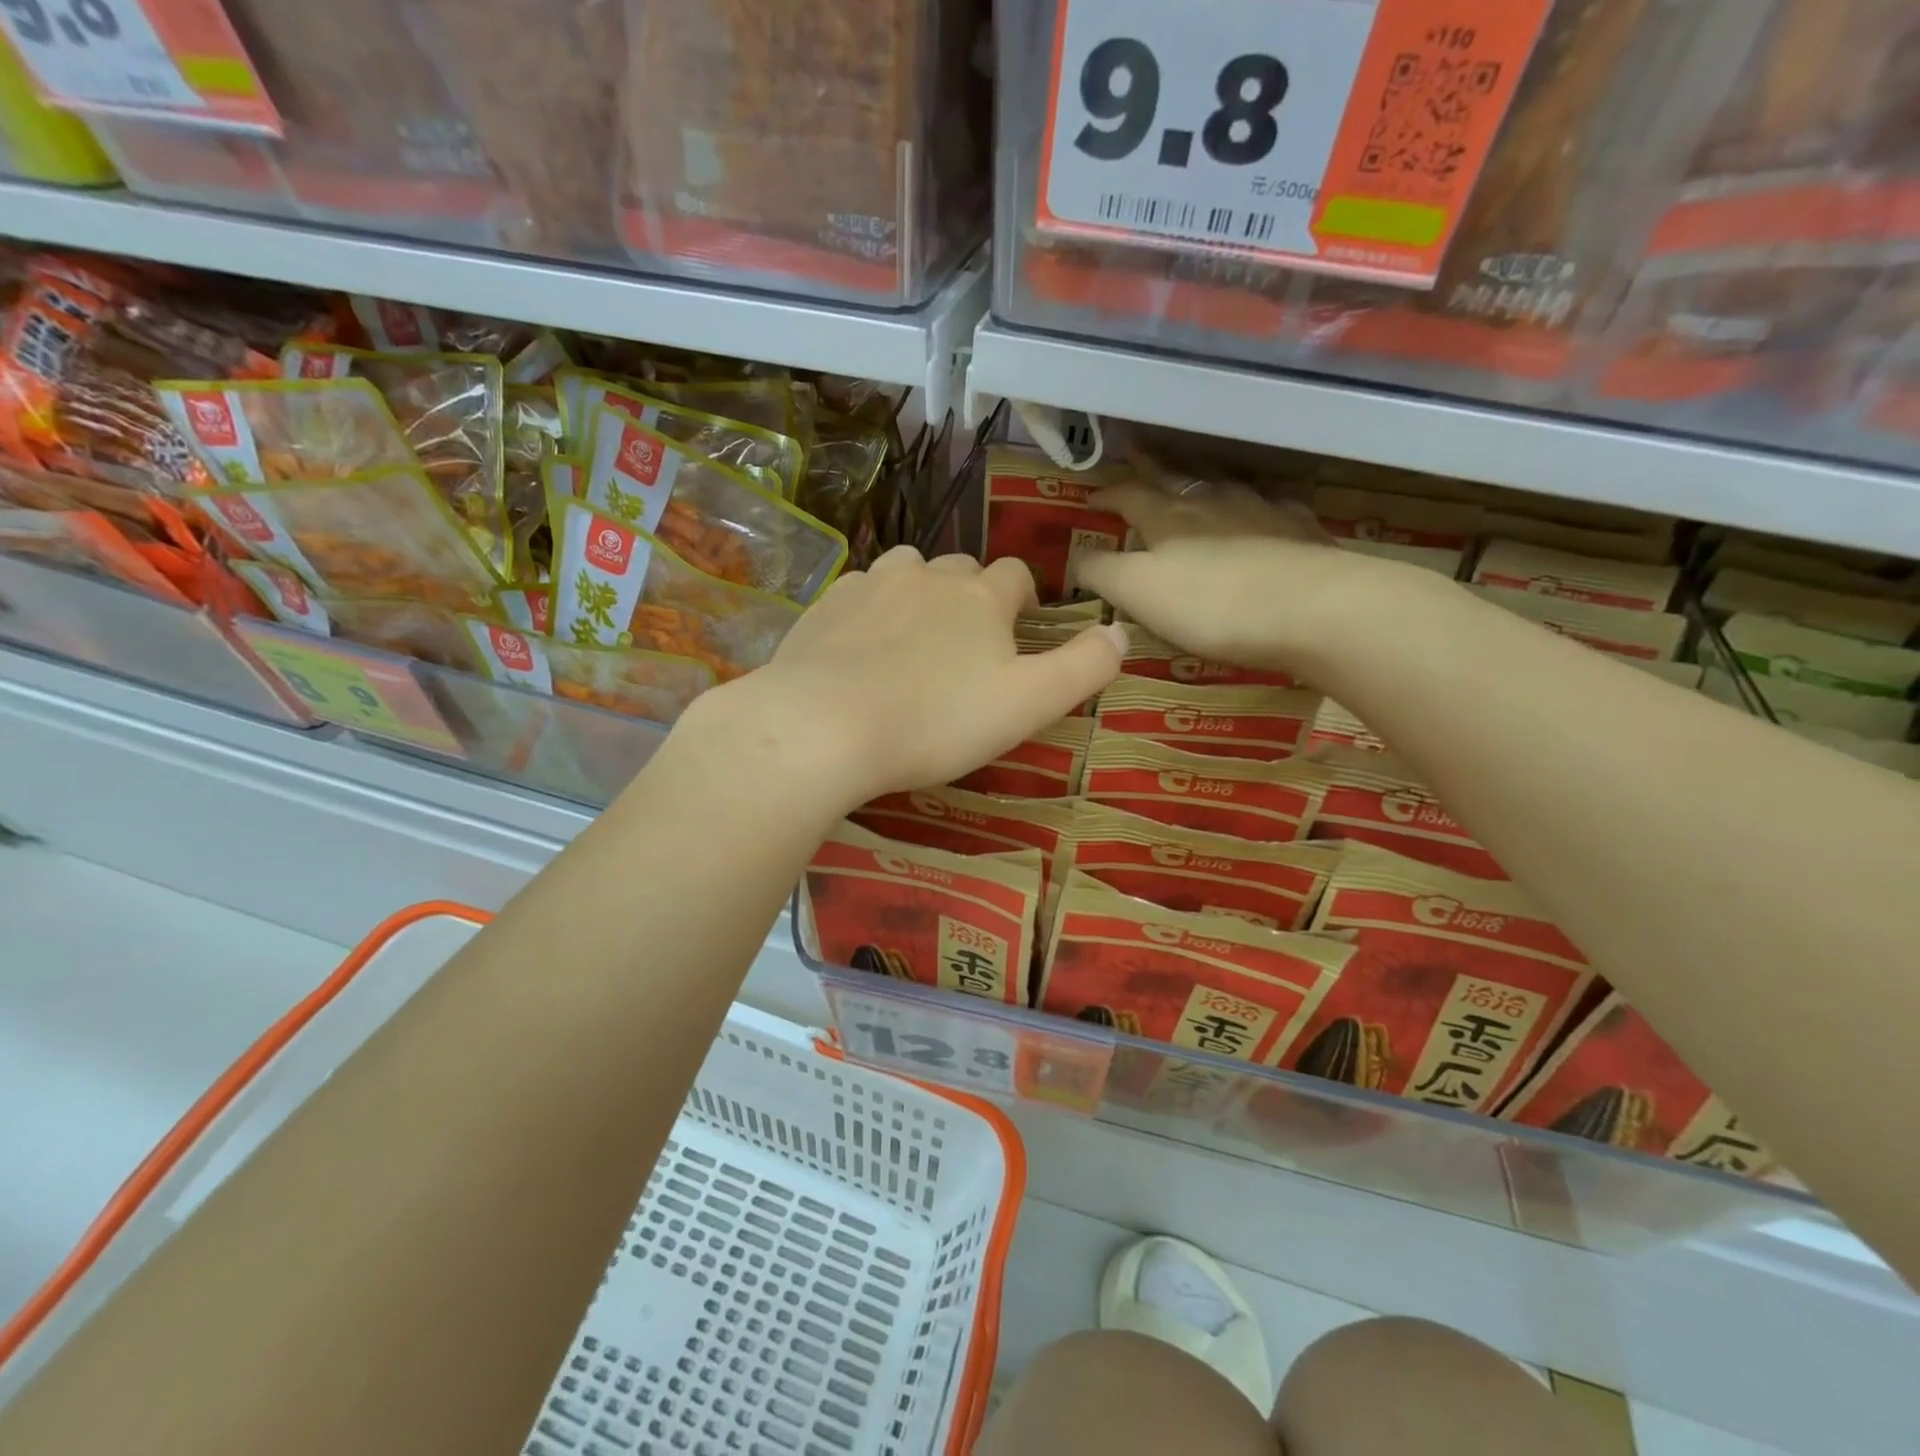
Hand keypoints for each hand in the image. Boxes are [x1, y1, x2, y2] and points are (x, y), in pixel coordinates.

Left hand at [700, 547, 1124, 811]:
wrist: (824, 726)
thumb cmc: (936, 721)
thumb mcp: (1028, 703)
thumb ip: (1082, 667)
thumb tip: (1120, 632)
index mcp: (981, 596)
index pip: (1016, 577)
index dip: (1023, 600)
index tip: (1020, 630)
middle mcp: (927, 574)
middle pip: (961, 571)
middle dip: (971, 598)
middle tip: (966, 648)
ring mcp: (870, 584)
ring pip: (907, 571)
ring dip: (919, 594)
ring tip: (914, 641)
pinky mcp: (825, 605)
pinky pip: (859, 592)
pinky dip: (870, 610)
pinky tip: (861, 648)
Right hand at [1072, 478, 1401, 677]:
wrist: (1309, 608)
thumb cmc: (1210, 603)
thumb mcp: (1137, 592)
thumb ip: (1102, 573)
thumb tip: (1075, 561)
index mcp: (1167, 517)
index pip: (1128, 496)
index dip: (1108, 495)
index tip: (1092, 497)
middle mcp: (1212, 502)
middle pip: (1175, 477)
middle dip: (1151, 467)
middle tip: (1137, 452)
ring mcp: (1261, 510)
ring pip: (1223, 484)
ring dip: (1203, 479)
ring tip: (1194, 478)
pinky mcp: (1300, 530)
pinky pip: (1271, 505)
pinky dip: (1256, 504)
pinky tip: (1262, 509)